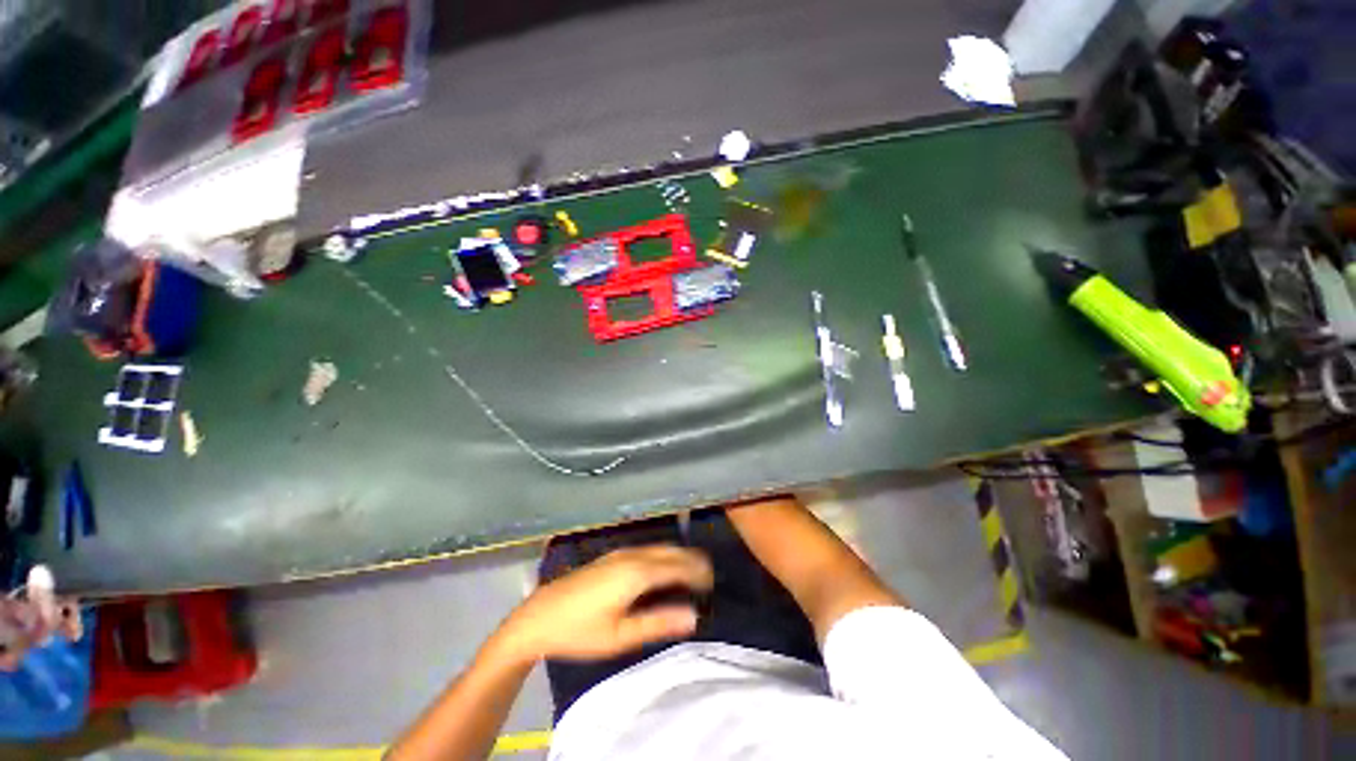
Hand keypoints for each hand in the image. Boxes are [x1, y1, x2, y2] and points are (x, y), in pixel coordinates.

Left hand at [496, 545, 712, 663]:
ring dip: (678, 556)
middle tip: (708, 578)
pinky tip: (665, 569)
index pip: (678, 566)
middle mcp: (633, 554)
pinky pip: (648, 549)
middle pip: (671, 551)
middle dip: (692, 560)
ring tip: (692, 572)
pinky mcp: (613, 556)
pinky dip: (664, 556)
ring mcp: (621, 552)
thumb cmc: (581, 631)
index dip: (698, 572)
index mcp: (637, 572)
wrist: (539, 616)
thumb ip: (659, 623)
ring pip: (660, 547)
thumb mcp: (621, 635)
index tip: (713, 583)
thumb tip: (693, 616)